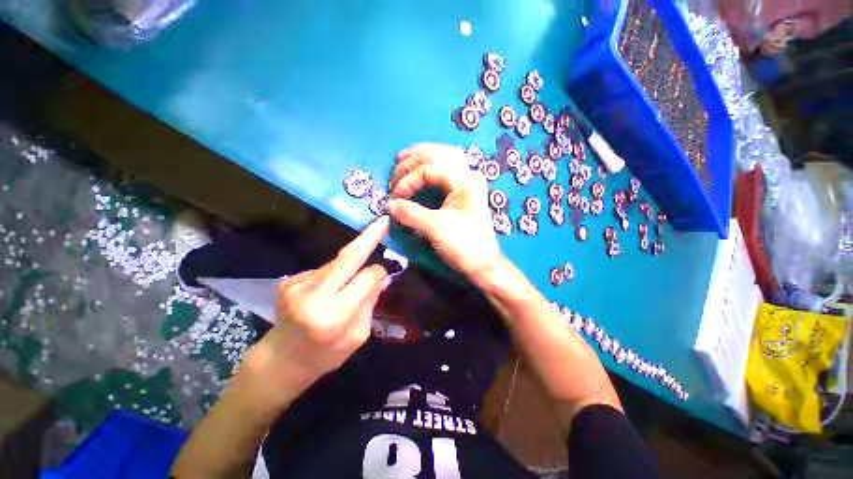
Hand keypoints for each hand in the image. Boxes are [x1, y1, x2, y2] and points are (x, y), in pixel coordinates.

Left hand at [235, 216, 389, 413]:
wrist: (280, 361)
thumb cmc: (324, 356)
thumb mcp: (358, 336)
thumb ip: (370, 303)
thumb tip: (380, 275)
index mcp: (332, 316)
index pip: (365, 278)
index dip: (378, 272)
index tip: (384, 272)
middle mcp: (311, 295)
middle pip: (347, 257)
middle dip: (368, 237)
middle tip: (383, 221)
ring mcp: (296, 284)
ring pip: (337, 262)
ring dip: (351, 264)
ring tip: (350, 281)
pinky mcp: (290, 279)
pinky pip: (324, 269)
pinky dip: (335, 273)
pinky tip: (331, 289)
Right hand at [385, 143, 502, 284]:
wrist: (483, 264)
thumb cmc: (464, 245)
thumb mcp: (435, 228)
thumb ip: (410, 213)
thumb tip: (388, 204)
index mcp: (465, 180)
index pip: (429, 169)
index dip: (408, 180)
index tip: (394, 197)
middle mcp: (468, 175)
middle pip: (438, 154)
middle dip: (413, 159)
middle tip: (395, 167)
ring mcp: (468, 183)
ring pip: (444, 158)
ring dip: (422, 156)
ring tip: (403, 158)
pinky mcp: (464, 193)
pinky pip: (445, 171)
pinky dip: (430, 167)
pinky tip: (421, 168)